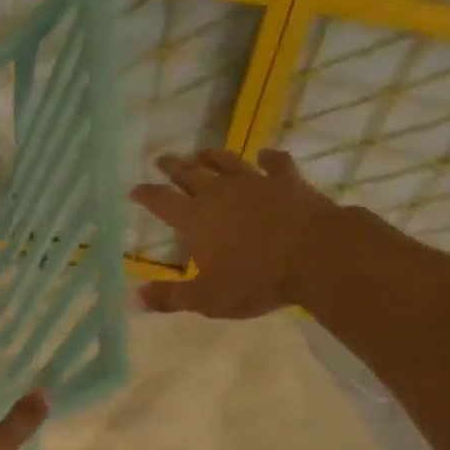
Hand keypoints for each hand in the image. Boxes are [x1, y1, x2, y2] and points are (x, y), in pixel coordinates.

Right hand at [129, 149, 338, 317]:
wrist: (316, 256)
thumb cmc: (256, 280)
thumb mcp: (207, 299)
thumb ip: (170, 297)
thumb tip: (132, 298)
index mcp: (196, 220)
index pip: (163, 203)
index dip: (147, 195)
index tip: (134, 189)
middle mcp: (221, 194)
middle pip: (191, 175)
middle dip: (174, 167)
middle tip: (162, 159)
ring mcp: (256, 184)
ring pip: (228, 164)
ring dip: (212, 156)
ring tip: (201, 151)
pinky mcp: (288, 182)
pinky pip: (276, 164)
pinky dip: (269, 158)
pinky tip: (265, 154)